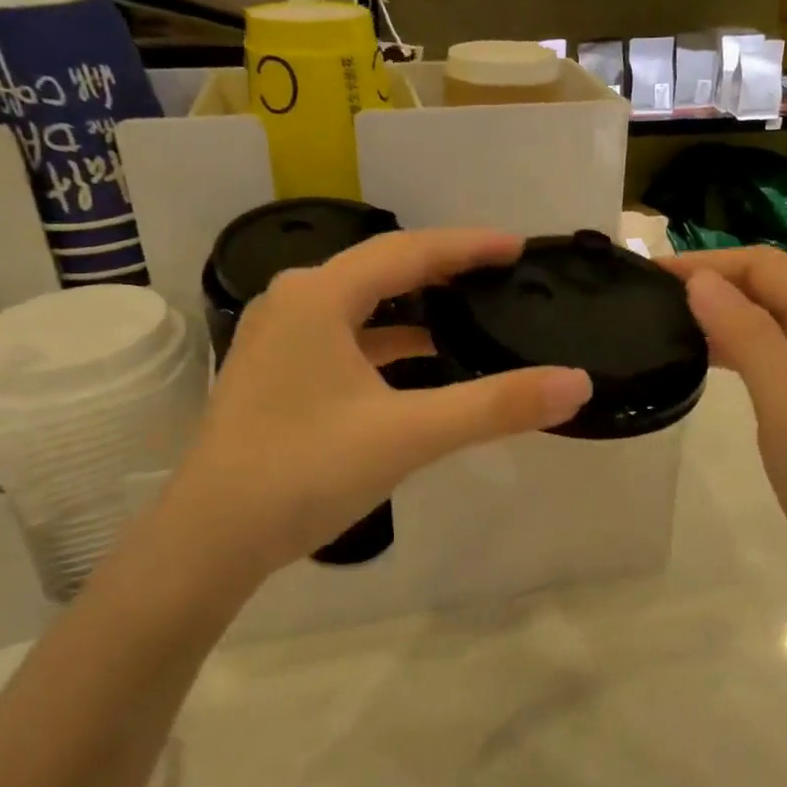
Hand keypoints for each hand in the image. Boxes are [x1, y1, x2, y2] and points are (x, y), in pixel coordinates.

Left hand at [151, 229, 592, 596]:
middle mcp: (294, 302)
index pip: (409, 251)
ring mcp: (278, 338)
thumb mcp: (408, 435)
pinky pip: (343, 337)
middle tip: (498, 273)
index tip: (517, 246)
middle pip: (382, 269)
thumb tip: (577, 383)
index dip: (468, 245)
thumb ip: (495, 405)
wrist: (208, 540)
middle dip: (443, 268)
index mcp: (320, 296)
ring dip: (413, 307)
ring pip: (360, 305)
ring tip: (466, 311)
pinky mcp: (275, 373)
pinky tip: (417, 362)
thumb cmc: (304, 472)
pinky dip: (385, 341)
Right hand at [666, 247, 786, 607]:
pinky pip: (771, 354)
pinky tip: (704, 361)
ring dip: (719, 311)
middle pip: (768, 287)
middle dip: (710, 281)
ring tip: (665, 323)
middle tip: (648, 299)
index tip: (650, 277)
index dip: (707, 263)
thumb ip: (751, 338)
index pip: (765, 268)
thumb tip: (702, 282)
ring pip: (768, 320)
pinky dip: (733, 346)